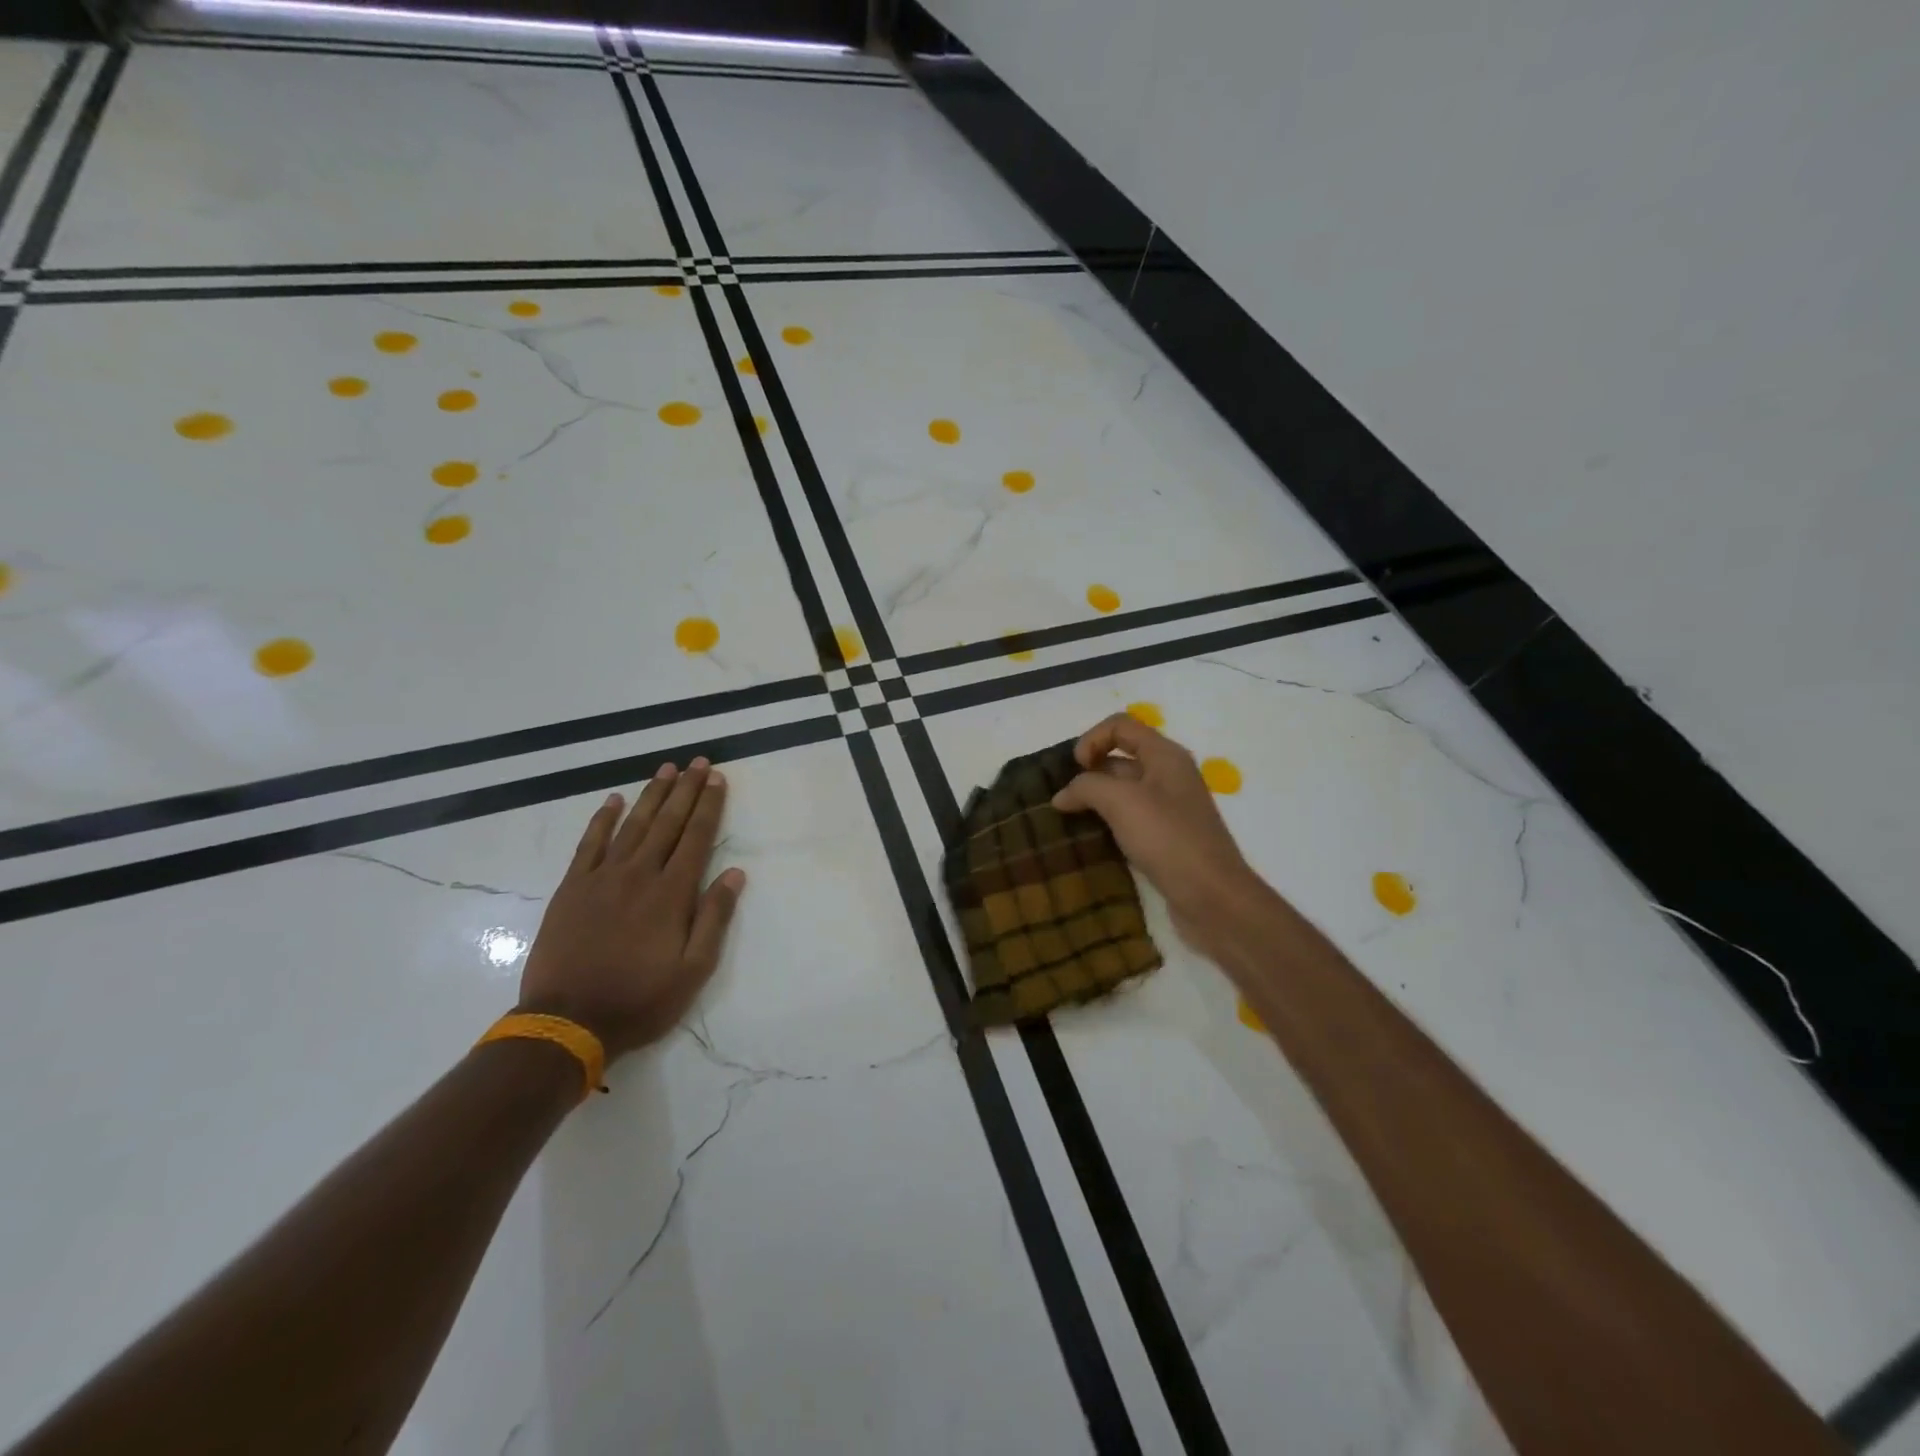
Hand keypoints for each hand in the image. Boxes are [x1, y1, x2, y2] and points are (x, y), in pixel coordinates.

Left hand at [519, 759, 745, 1058]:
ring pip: (632, 825)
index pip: (696, 838)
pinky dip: (602, 820)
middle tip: (698, 762)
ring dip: (651, 795)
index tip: (717, 779)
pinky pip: (589, 844)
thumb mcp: (693, 971)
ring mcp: (602, 878)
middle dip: (686, 790)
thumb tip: (735, 874)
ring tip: (666, 769)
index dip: (709, 806)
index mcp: (672, 894)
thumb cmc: (640, 1000)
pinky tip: (613, 800)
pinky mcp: (572, 888)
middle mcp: (639, 875)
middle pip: (667, 823)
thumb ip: (714, 919)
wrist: (567, 1021)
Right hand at [1052, 715, 1269, 962]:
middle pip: (1121, 757)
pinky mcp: (1166, 838)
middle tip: (1065, 797)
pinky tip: (1090, 840)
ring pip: (1123, 791)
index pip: (1120, 726)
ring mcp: (1169, 808)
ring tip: (1068, 819)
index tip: (1076, 769)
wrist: (1212, 898)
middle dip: (1089, 771)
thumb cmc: (1168, 839)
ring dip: (1095, 800)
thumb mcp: (1121, 802)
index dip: (1092, 739)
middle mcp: (1169, 776)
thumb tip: (1062, 796)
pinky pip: (1130, 819)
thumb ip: (1087, 787)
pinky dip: (1108, 823)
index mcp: (1165, 756)